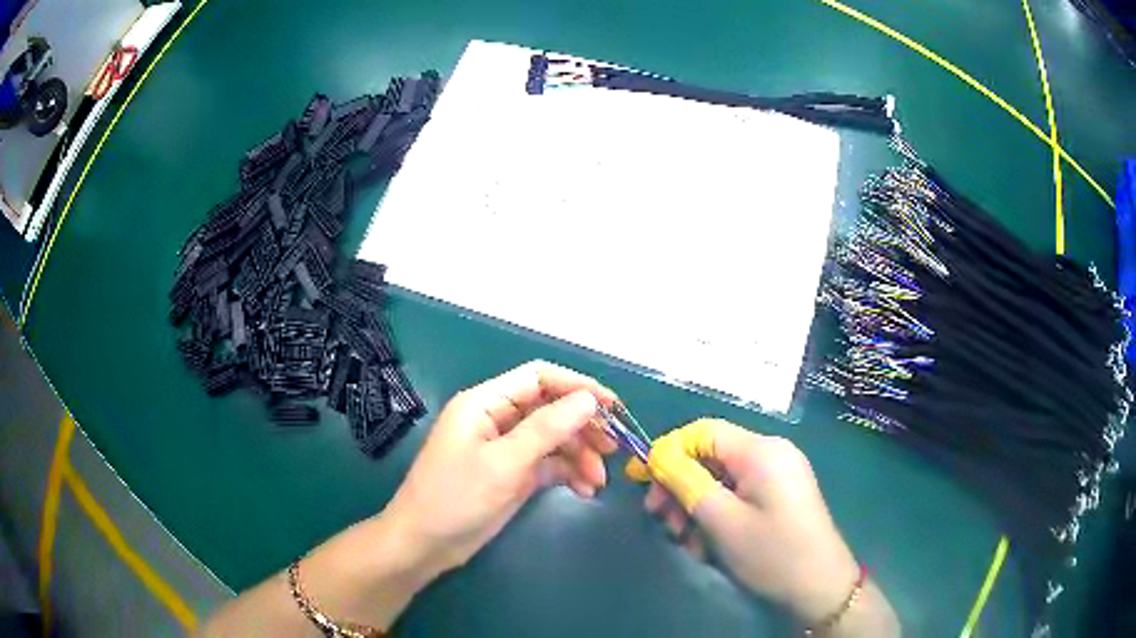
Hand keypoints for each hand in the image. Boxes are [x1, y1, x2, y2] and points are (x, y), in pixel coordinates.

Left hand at [384, 360, 618, 580]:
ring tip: (598, 480)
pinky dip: (567, 474)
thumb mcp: (504, 463)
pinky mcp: (511, 474)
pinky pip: (547, 464)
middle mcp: (496, 419)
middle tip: (613, 448)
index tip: (612, 407)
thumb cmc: (456, 498)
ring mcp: (505, 448)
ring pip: (553, 439)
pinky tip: (583, 491)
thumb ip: (546, 429)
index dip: (577, 386)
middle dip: (582, 427)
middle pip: (550, 409)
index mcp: (485, 403)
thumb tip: (588, 400)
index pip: (538, 378)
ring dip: (579, 456)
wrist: (425, 545)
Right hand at [627, 419, 897, 634]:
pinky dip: (717, 516)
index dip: (668, 450)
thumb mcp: (722, 521)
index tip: (641, 480)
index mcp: (761, 451)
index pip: (703, 431)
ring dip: (696, 508)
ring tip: (685, 542)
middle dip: (681, 487)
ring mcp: (778, 476)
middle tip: (660, 519)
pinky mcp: (779, 496)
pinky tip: (707, 545)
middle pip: (711, 456)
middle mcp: (771, 454)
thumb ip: (686, 483)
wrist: (820, 587)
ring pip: (721, 480)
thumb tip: (657, 456)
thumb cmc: (772, 553)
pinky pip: (738, 495)